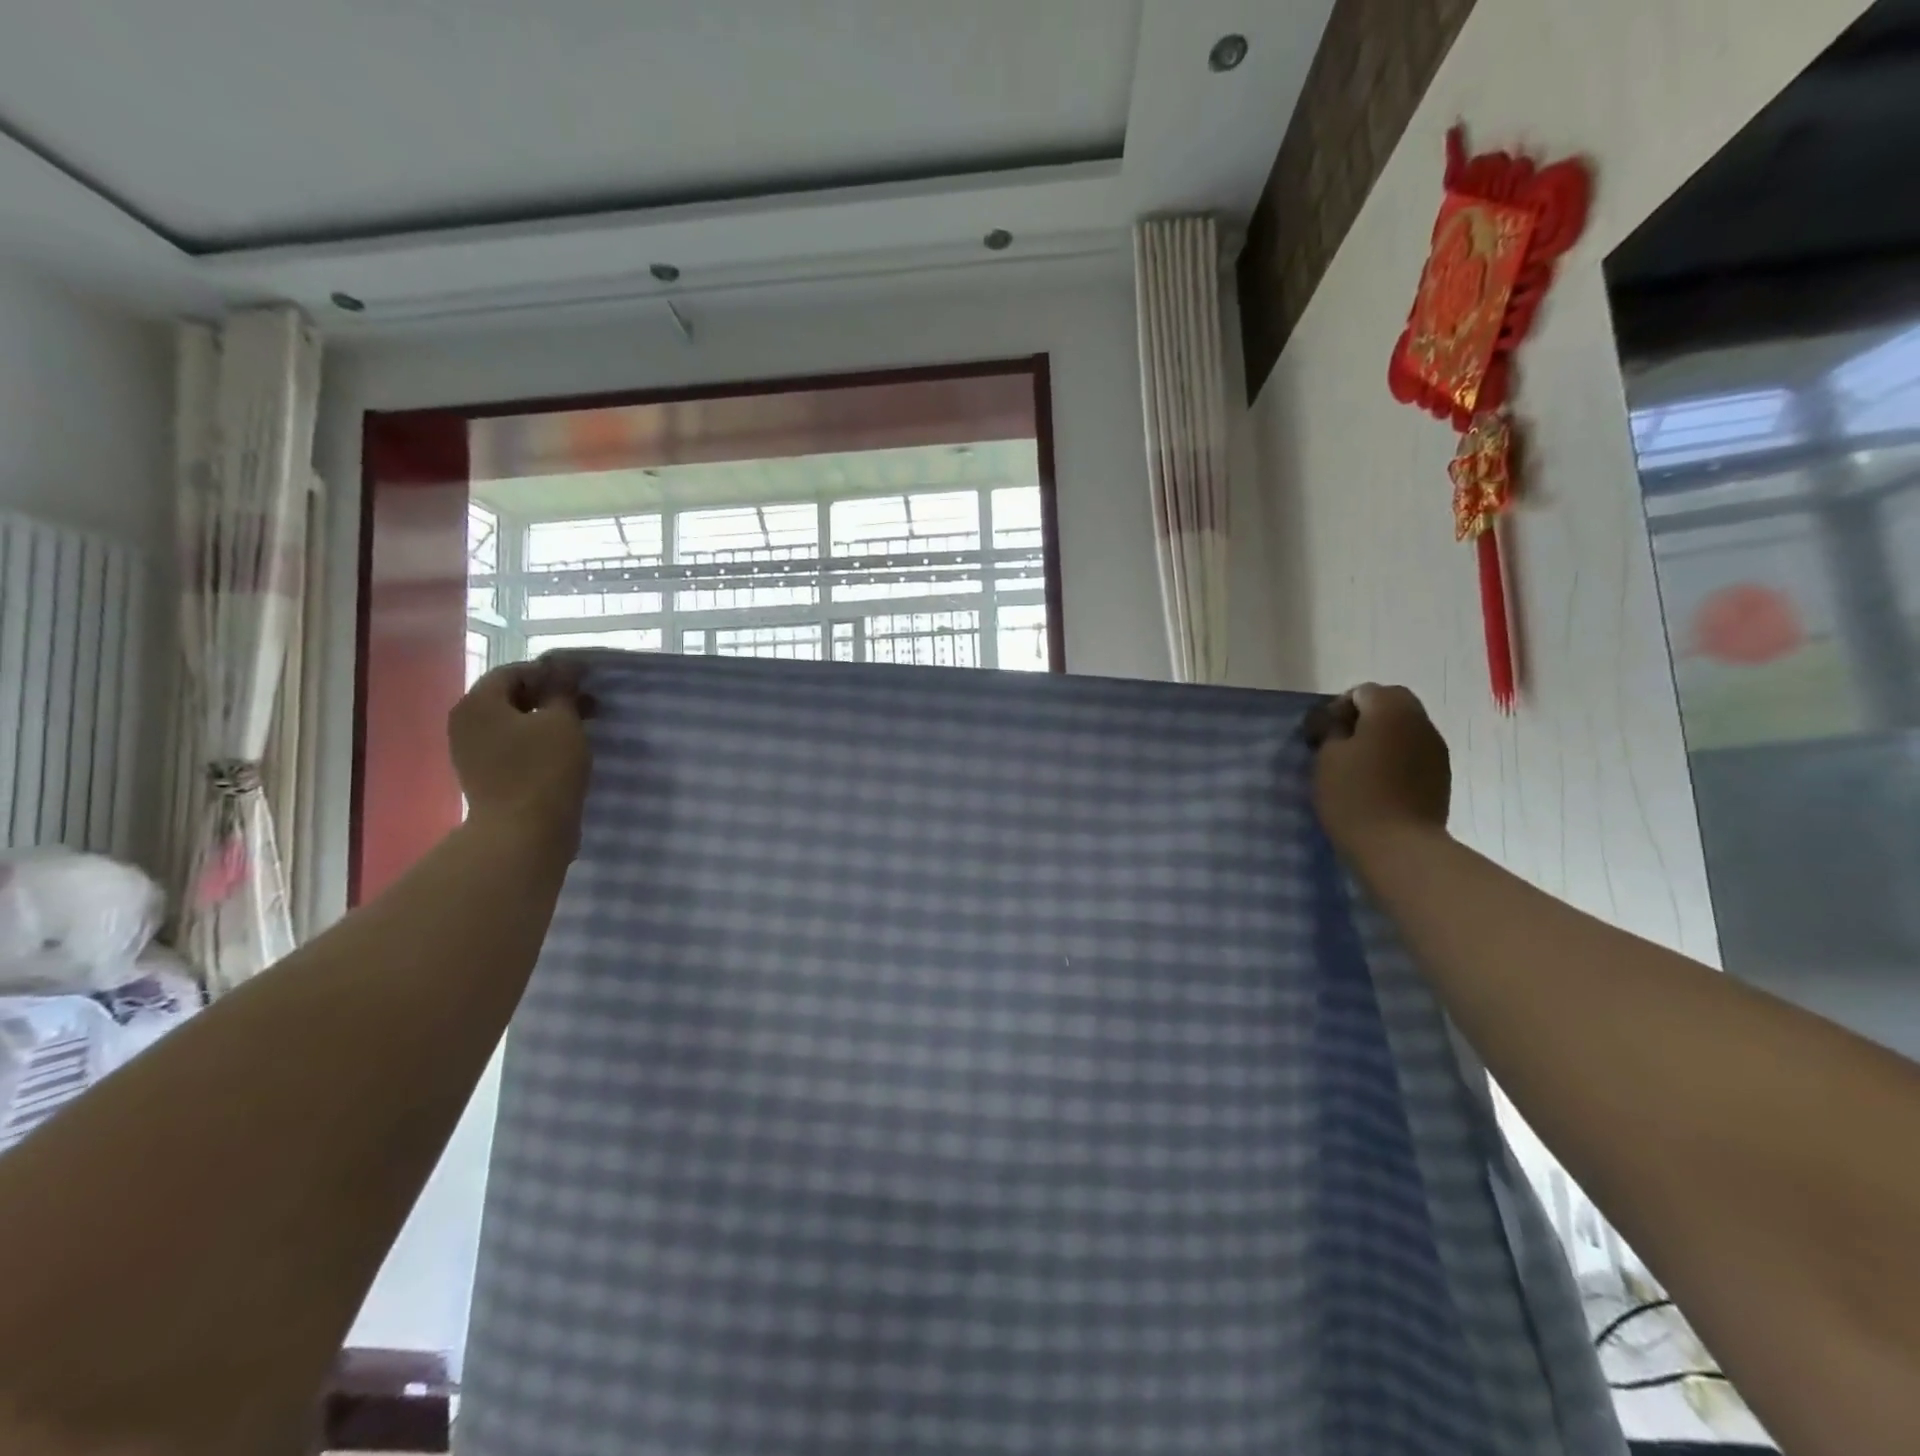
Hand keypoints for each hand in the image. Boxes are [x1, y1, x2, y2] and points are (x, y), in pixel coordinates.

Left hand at [449, 655, 593, 857]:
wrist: (523, 833)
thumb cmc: (544, 769)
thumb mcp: (562, 721)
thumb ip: (562, 690)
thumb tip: (564, 666)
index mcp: (478, 703)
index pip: (514, 672)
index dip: (551, 673)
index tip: (584, 683)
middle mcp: (466, 724)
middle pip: (510, 697)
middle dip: (550, 697)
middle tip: (588, 705)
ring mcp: (472, 753)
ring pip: (513, 724)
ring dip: (546, 722)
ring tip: (581, 729)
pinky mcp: (485, 777)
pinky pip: (512, 748)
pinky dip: (537, 743)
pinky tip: (564, 752)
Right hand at [1307, 684, 1450, 857]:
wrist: (1398, 846)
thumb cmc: (1354, 796)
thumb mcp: (1326, 757)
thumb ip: (1331, 730)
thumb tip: (1337, 721)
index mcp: (1391, 710)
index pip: (1363, 692)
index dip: (1338, 708)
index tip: (1322, 734)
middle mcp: (1421, 722)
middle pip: (1391, 704)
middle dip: (1364, 718)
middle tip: (1339, 744)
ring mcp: (1436, 749)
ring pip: (1405, 728)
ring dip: (1382, 737)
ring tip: (1358, 765)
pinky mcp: (1441, 775)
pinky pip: (1414, 752)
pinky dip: (1396, 756)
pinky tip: (1378, 781)